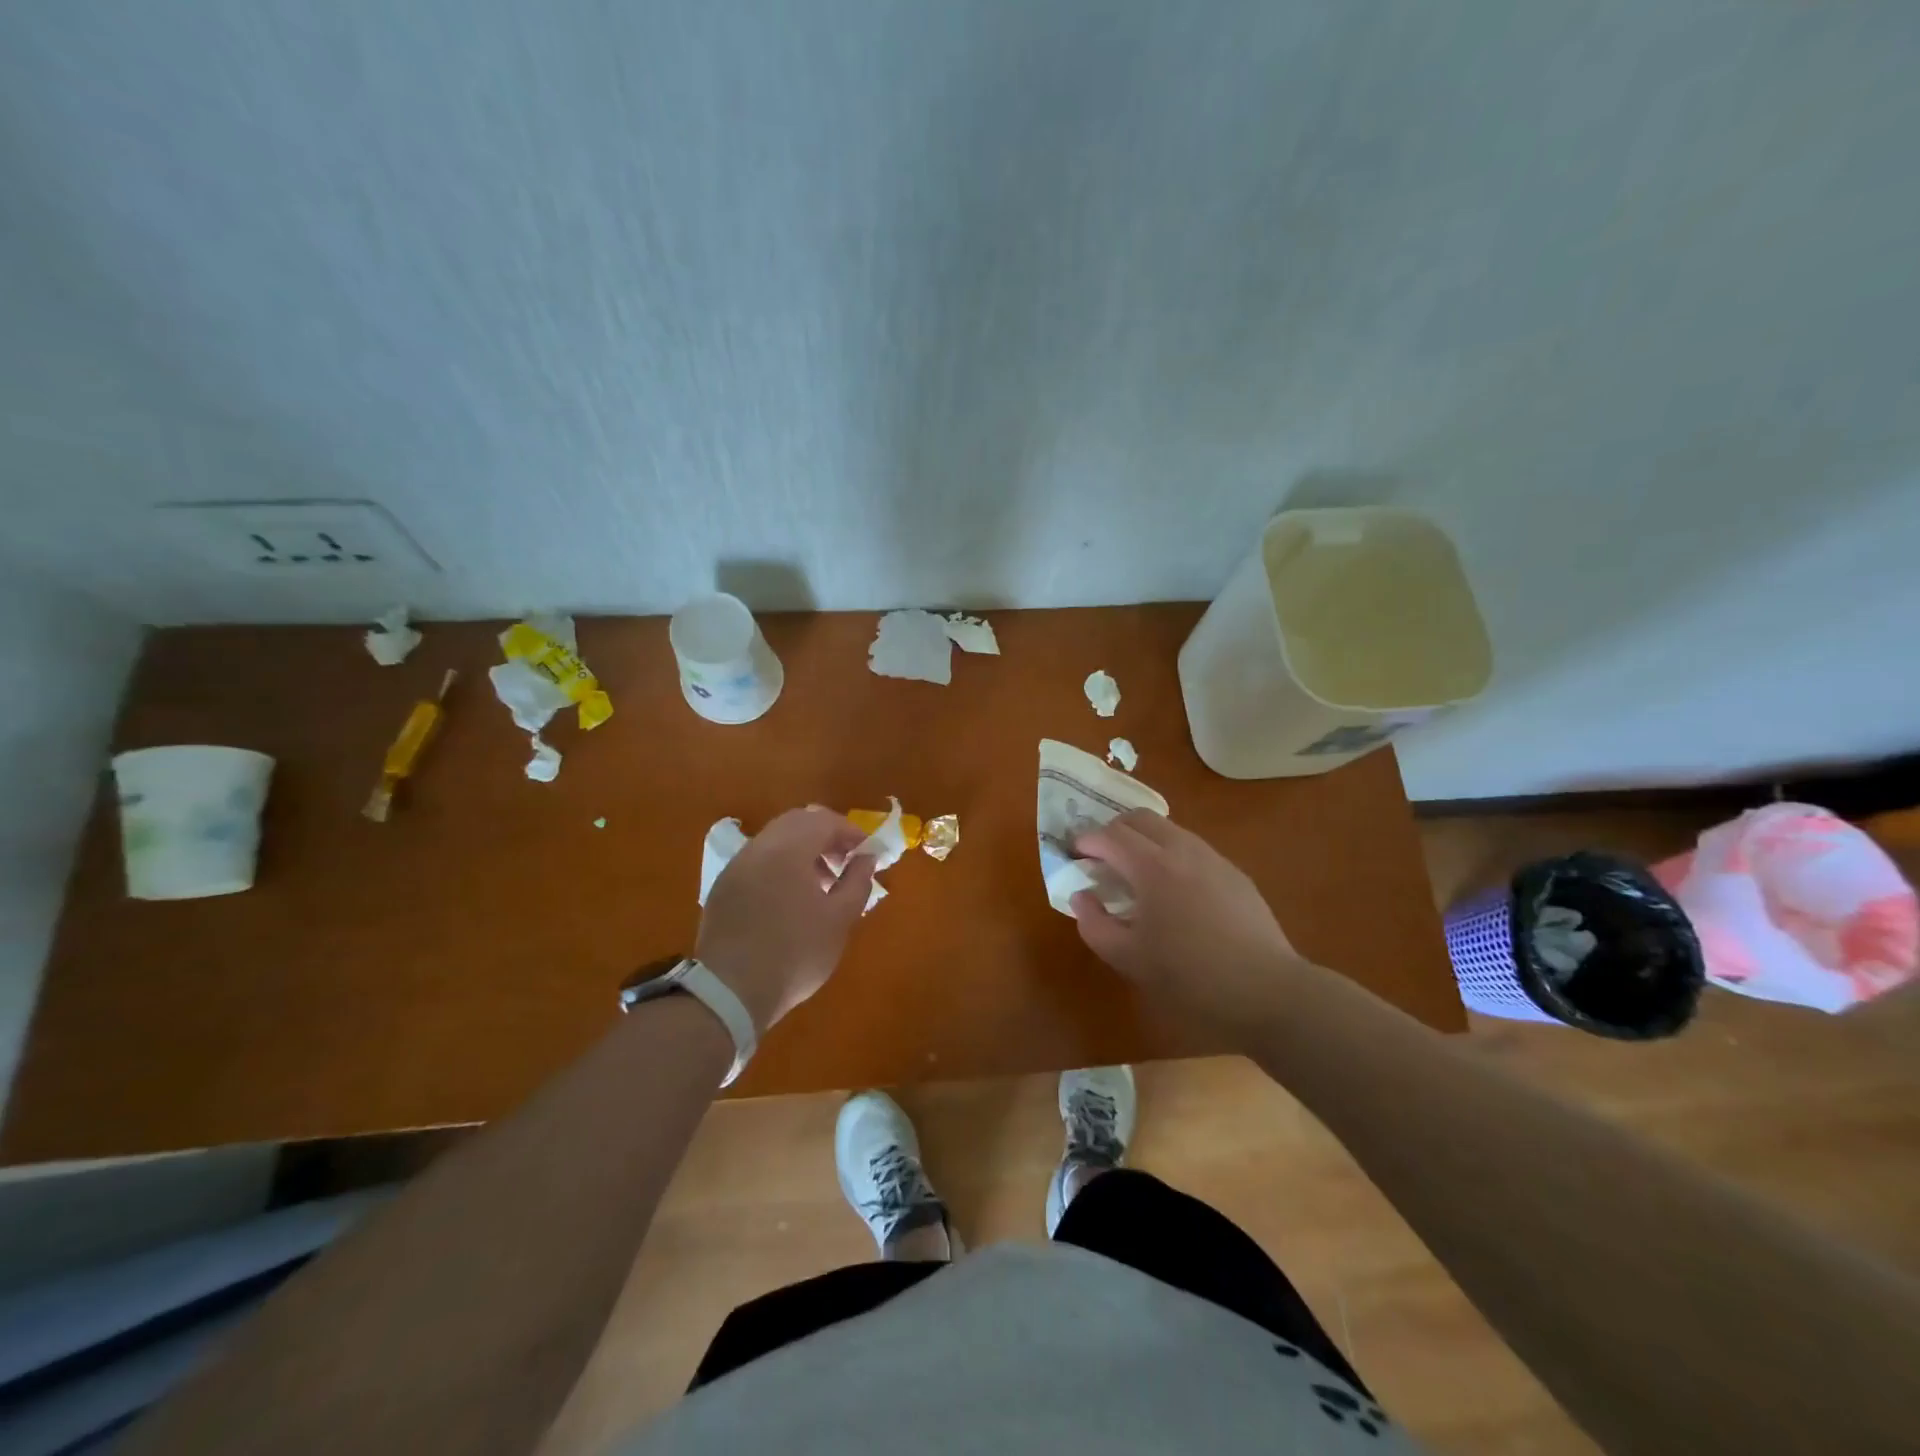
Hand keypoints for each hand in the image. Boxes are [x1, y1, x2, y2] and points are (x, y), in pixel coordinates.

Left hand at [696, 807, 876, 1031]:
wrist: (730, 992)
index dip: (851, 832)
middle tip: (845, 862)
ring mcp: (736, 867)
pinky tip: (791, 898)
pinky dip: (780, 865)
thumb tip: (866, 858)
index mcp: (788, 849)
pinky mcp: (723, 887)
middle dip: (826, 835)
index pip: (824, 820)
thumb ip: (858, 881)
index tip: (867, 853)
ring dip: (803, 850)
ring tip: (821, 883)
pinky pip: (758, 860)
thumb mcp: (839, 920)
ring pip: (775, 839)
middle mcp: (759, 848)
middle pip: (797, 822)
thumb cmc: (795, 954)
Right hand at [1070, 810, 1313, 1031]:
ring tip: (1136, 874)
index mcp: (1152, 866)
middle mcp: (1182, 850)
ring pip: (1169, 830)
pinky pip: (1193, 849)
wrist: (1266, 990)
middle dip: (1114, 831)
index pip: (1109, 835)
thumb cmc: (1189, 976)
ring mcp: (1213, 858)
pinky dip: (1171, 855)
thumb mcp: (1128, 958)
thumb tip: (1081, 897)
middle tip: (1102, 858)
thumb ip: (1094, 923)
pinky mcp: (1235, 873)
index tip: (1075, 855)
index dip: (1086, 841)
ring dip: (1144, 840)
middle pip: (1140, 819)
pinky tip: (1174, 891)